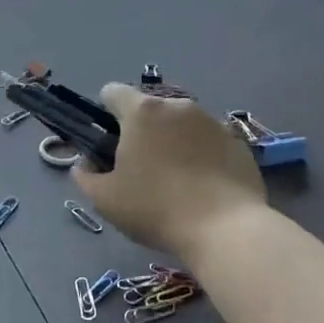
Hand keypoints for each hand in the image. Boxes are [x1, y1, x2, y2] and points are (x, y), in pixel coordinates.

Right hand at [73, 84, 263, 262]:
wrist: (226, 230)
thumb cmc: (156, 208)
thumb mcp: (105, 200)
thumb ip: (86, 176)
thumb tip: (86, 164)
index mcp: (142, 112)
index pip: (112, 91)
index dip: (105, 113)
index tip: (109, 143)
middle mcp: (177, 106)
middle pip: (149, 109)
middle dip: (142, 130)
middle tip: (141, 168)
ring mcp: (212, 121)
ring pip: (181, 124)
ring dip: (173, 141)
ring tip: (177, 180)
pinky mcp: (237, 142)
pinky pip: (209, 141)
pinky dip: (202, 155)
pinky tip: (204, 187)